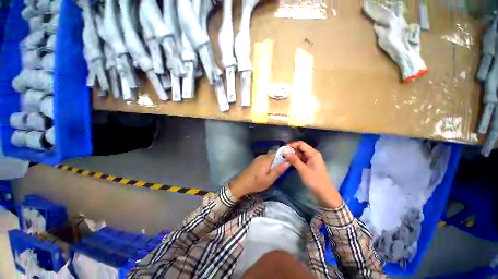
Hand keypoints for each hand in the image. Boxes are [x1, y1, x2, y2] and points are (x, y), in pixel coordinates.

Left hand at [229, 154, 289, 198]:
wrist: (242, 183)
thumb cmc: (256, 183)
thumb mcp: (269, 179)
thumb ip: (278, 170)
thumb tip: (288, 162)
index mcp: (267, 159)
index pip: (279, 153)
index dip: (286, 155)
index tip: (291, 160)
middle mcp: (263, 156)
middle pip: (275, 154)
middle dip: (281, 159)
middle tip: (285, 168)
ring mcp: (259, 158)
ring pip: (271, 157)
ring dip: (276, 161)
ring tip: (279, 170)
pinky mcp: (257, 161)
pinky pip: (266, 159)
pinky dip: (270, 162)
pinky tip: (270, 170)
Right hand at [283, 141, 342, 208]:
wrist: (324, 193)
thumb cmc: (314, 181)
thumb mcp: (303, 169)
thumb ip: (293, 159)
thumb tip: (284, 150)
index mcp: (313, 153)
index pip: (301, 144)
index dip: (291, 145)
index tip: (283, 149)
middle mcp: (313, 154)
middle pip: (300, 148)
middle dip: (291, 150)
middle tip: (282, 155)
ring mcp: (311, 160)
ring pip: (300, 154)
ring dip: (292, 155)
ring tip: (284, 158)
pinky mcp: (310, 165)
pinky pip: (301, 159)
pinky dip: (295, 160)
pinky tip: (289, 163)